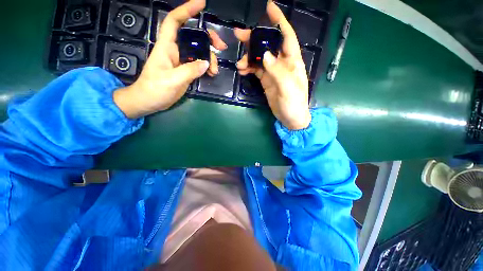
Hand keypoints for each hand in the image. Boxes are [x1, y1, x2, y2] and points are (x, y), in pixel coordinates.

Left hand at [114, 0, 226, 118]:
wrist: (149, 101)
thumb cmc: (155, 89)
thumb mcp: (172, 80)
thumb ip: (189, 71)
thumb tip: (206, 64)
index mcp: (166, 47)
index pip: (174, 21)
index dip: (186, 10)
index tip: (201, 3)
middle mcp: (175, 50)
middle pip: (193, 37)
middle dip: (208, 39)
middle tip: (221, 47)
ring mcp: (181, 61)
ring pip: (199, 52)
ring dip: (210, 58)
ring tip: (215, 71)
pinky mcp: (185, 71)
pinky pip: (199, 65)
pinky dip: (207, 67)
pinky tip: (212, 73)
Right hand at [234, 1, 310, 129]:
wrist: (290, 118)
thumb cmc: (294, 103)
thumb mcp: (288, 87)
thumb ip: (278, 71)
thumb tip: (265, 55)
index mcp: (292, 61)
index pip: (286, 36)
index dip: (279, 21)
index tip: (269, 8)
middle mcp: (282, 63)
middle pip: (268, 45)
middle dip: (255, 38)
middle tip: (239, 35)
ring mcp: (273, 72)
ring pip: (259, 58)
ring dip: (248, 57)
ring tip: (240, 63)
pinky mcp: (266, 81)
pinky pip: (256, 70)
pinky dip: (249, 68)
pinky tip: (242, 70)